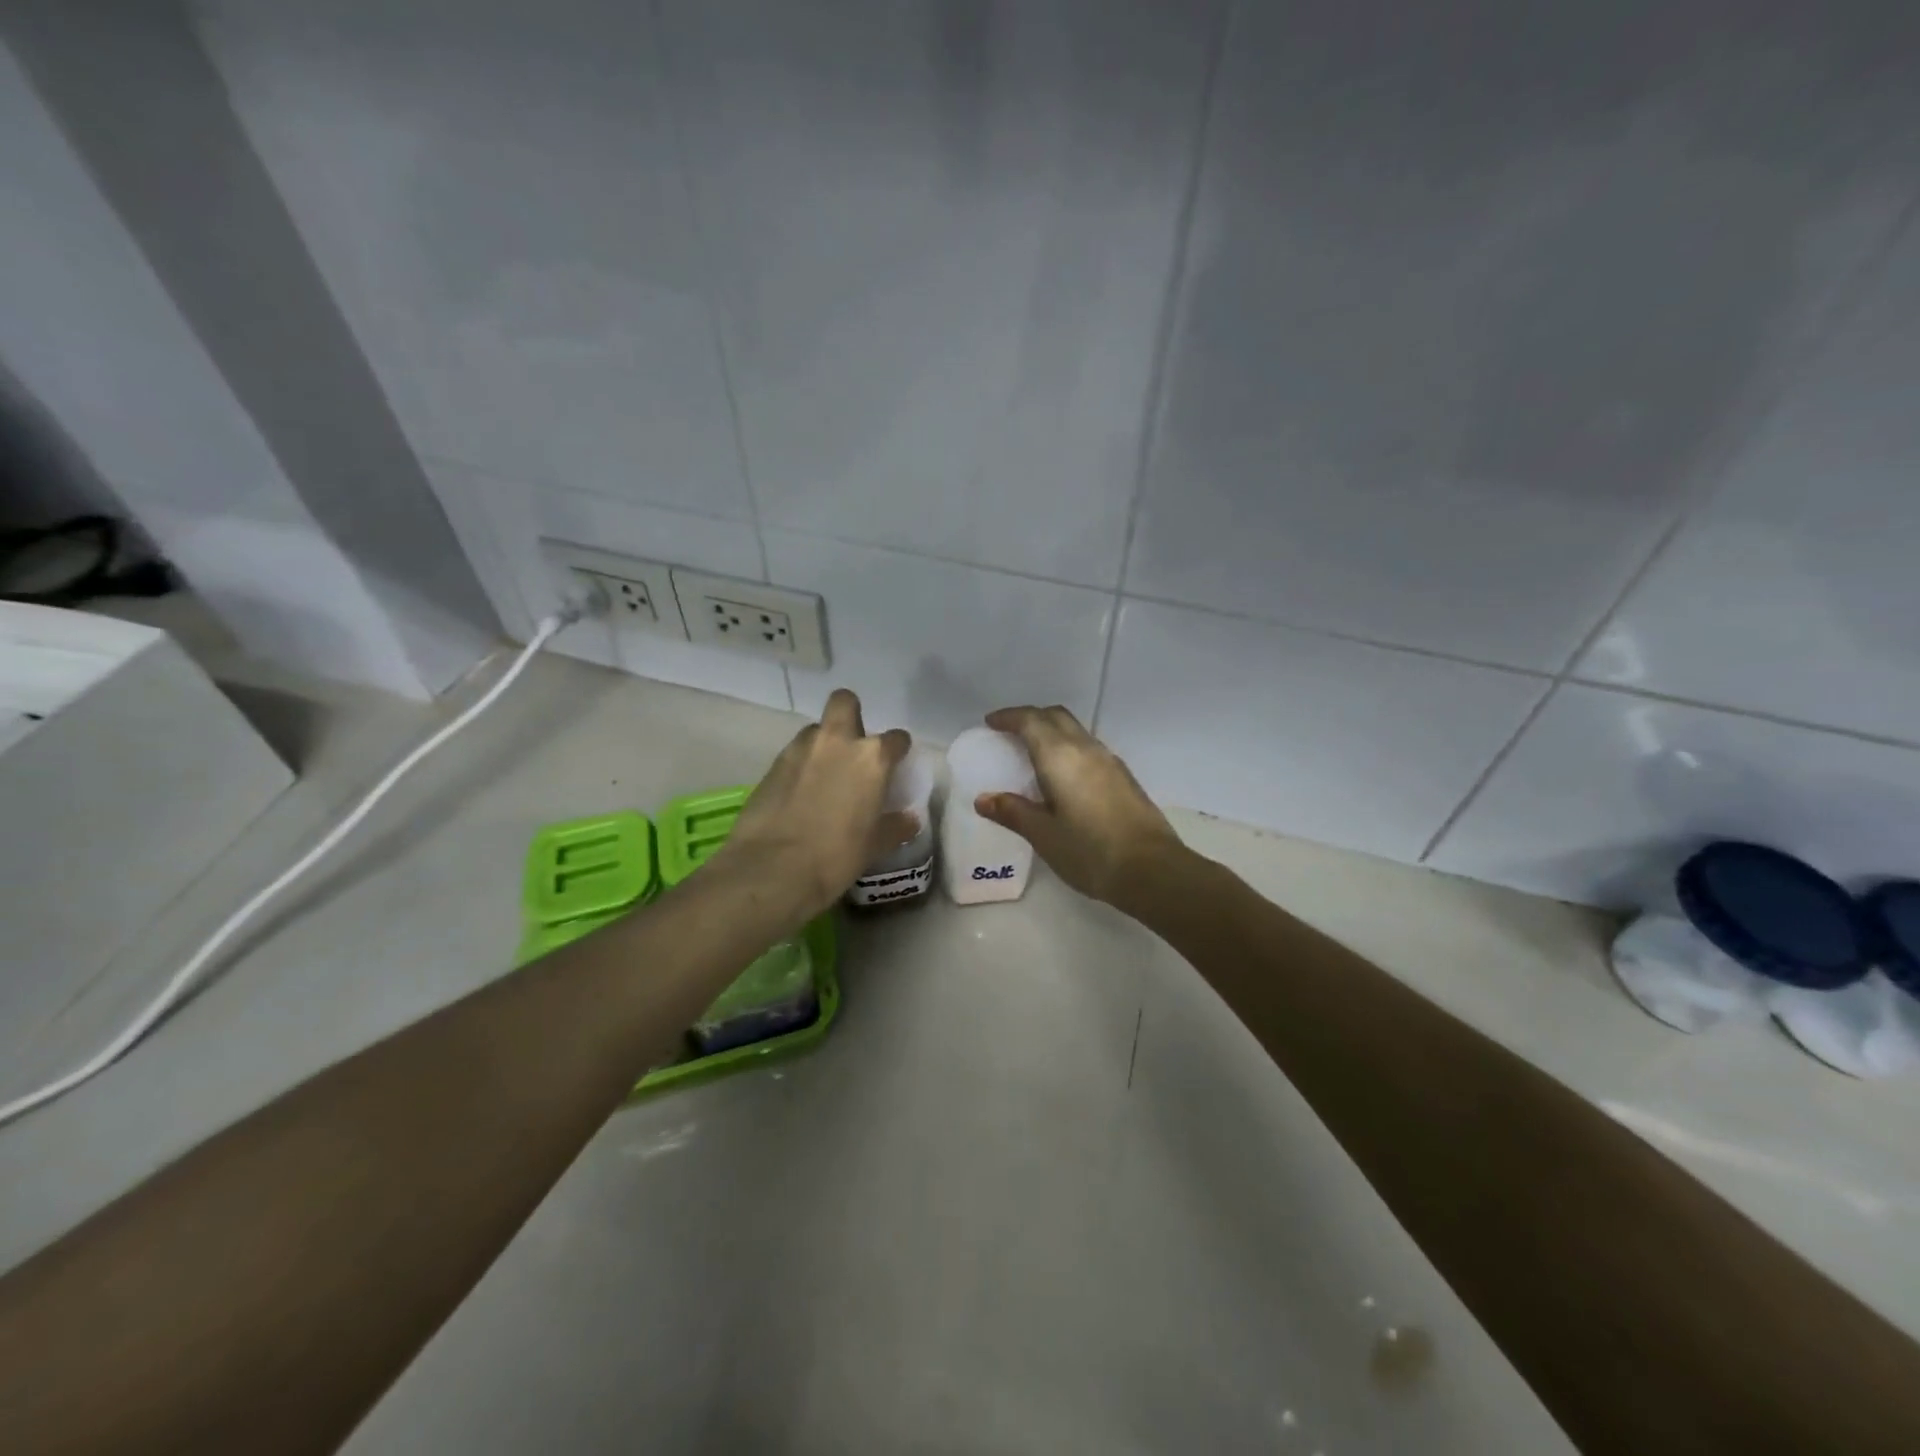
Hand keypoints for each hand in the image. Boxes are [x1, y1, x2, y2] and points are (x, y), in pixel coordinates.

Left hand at [715, 689, 916, 922]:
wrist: (773, 868)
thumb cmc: (836, 855)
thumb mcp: (875, 845)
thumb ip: (895, 826)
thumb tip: (909, 820)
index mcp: (871, 758)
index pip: (896, 738)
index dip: (898, 750)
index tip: (895, 765)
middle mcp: (837, 742)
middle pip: (844, 702)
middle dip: (851, 716)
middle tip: (852, 747)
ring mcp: (800, 750)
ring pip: (815, 729)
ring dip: (823, 744)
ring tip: (823, 775)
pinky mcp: (771, 765)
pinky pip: (792, 754)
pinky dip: (800, 766)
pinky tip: (799, 794)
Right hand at [973, 705, 1183, 908]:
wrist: (1152, 869)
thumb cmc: (1090, 852)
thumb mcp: (1043, 835)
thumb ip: (1013, 812)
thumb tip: (984, 799)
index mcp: (1060, 756)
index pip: (1031, 721)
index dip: (1009, 717)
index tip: (991, 723)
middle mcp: (1086, 749)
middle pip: (1056, 717)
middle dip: (1031, 717)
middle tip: (1010, 733)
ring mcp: (1109, 761)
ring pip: (1076, 730)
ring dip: (1052, 732)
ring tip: (1033, 754)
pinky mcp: (1124, 777)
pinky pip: (1089, 748)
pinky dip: (1069, 748)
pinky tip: (1064, 776)